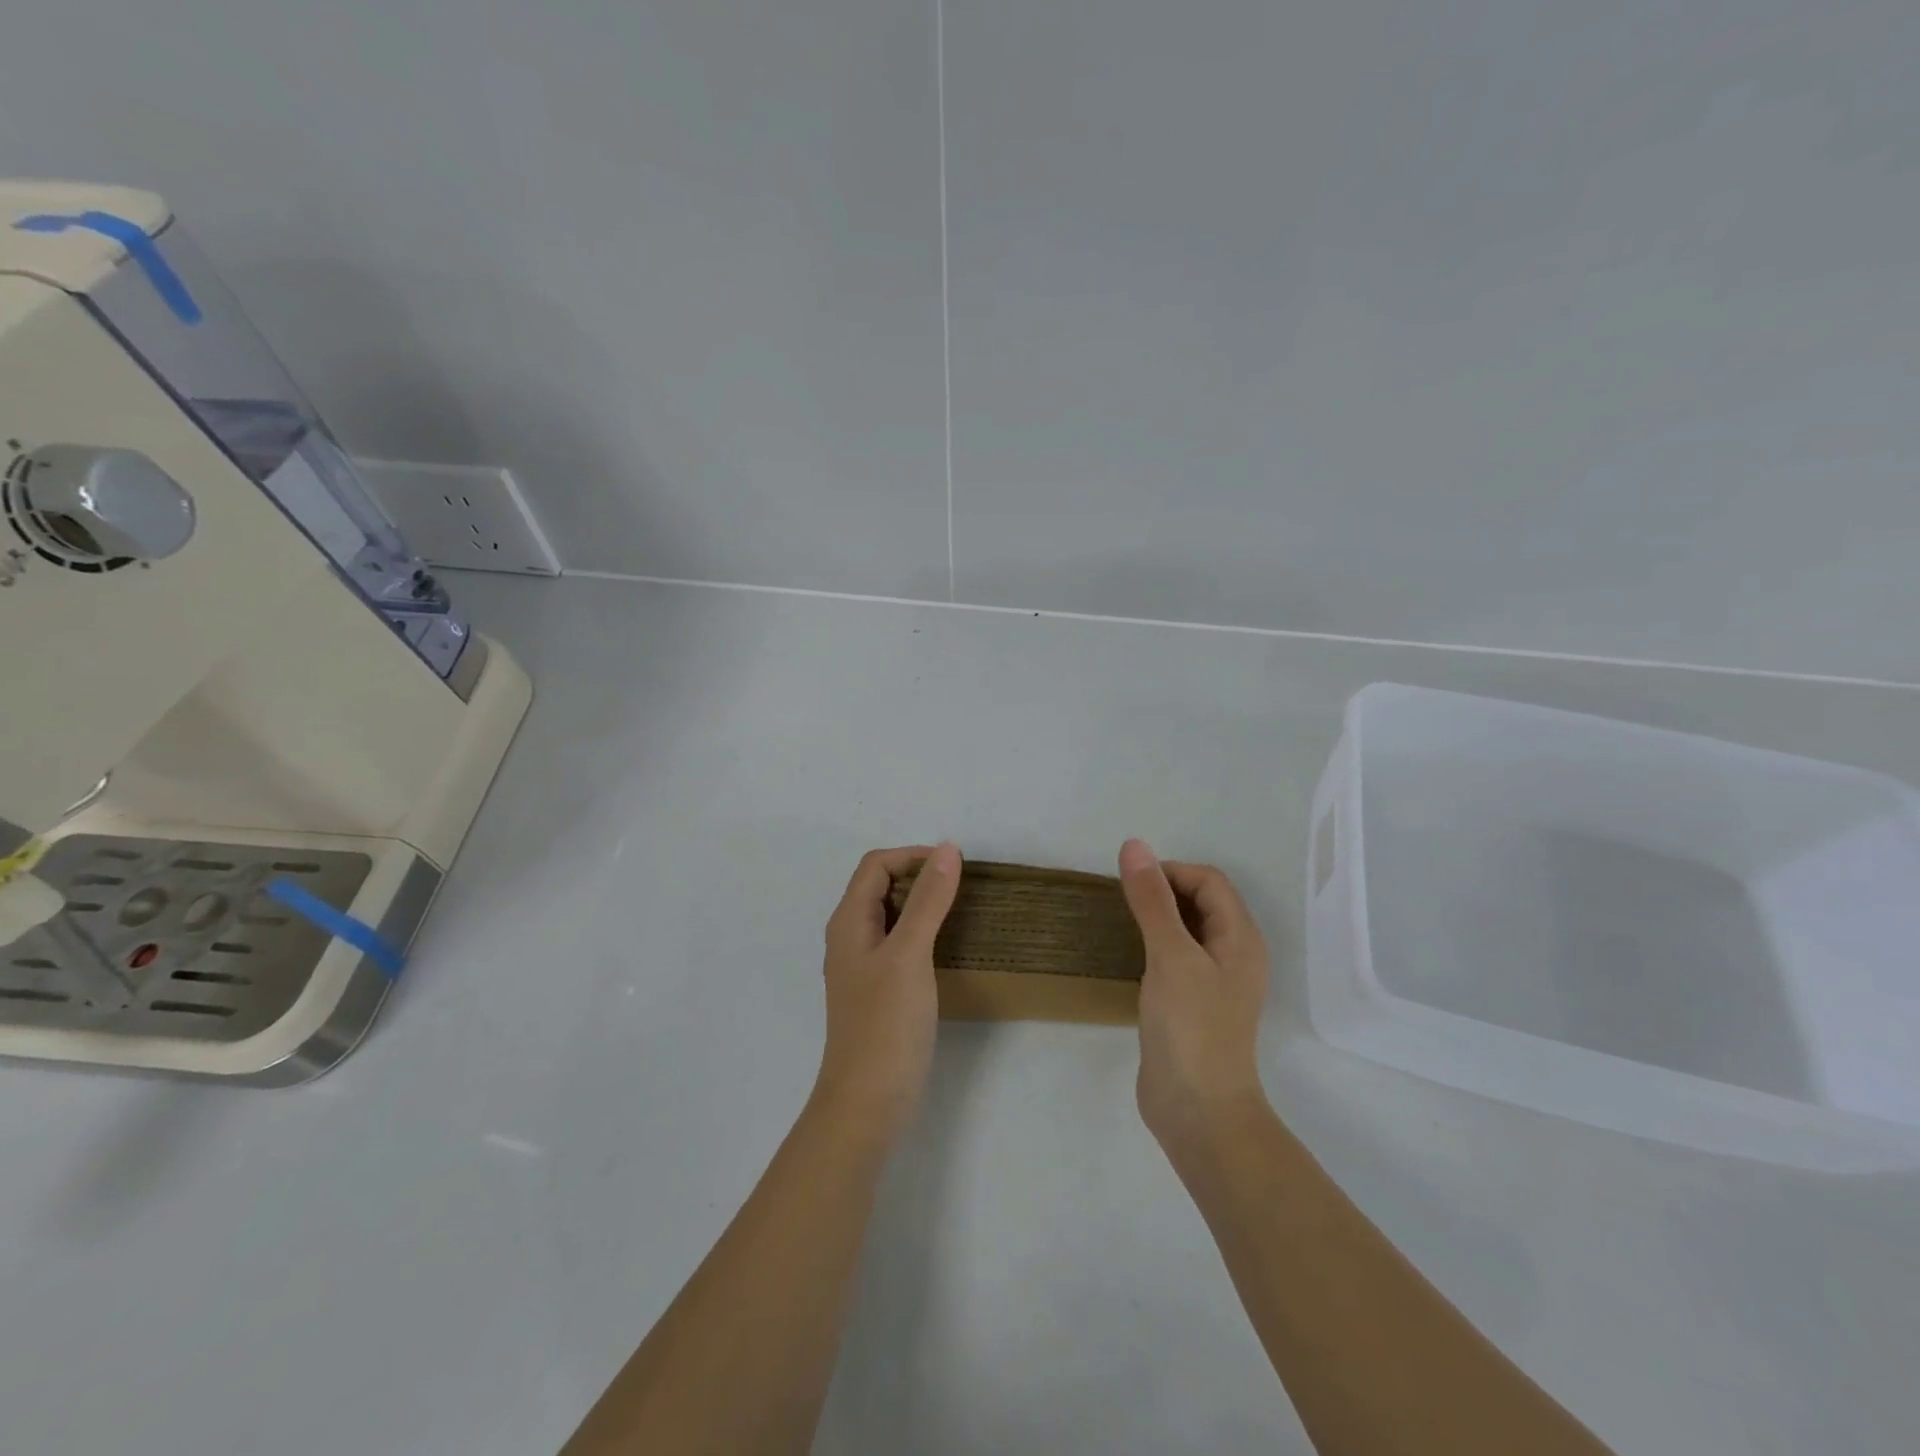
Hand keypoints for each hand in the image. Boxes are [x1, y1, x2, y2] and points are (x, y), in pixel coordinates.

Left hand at [814, 843, 961, 1135]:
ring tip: (962, 913)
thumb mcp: (909, 954)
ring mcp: (864, 966)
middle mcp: (851, 937)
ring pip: (893, 916)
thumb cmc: (886, 1024)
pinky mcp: (879, 990)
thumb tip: (946, 849)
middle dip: (920, 878)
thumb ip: (927, 900)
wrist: (867, 1103)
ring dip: (924, 905)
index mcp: (849, 921)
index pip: (876, 865)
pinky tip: (949, 949)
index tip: (954, 868)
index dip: (913, 856)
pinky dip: (924, 934)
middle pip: (881, 886)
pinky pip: (900, 944)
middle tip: (963, 890)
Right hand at [1118, 839, 1269, 1148]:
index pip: (1209, 881)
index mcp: (1240, 938)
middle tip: (1122, 900)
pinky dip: (1155, 945)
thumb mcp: (1169, 955)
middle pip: (1202, 902)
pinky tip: (1130, 957)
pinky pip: (1177, 958)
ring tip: (1121, 922)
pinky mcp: (1194, 1005)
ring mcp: (1215, 983)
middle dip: (1164, 891)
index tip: (1131, 883)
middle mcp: (1234, 955)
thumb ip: (1152, 900)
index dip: (1171, 872)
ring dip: (1158, 917)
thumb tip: (1135, 845)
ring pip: (1188, 930)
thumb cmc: (1191, 1027)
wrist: (1197, 1111)